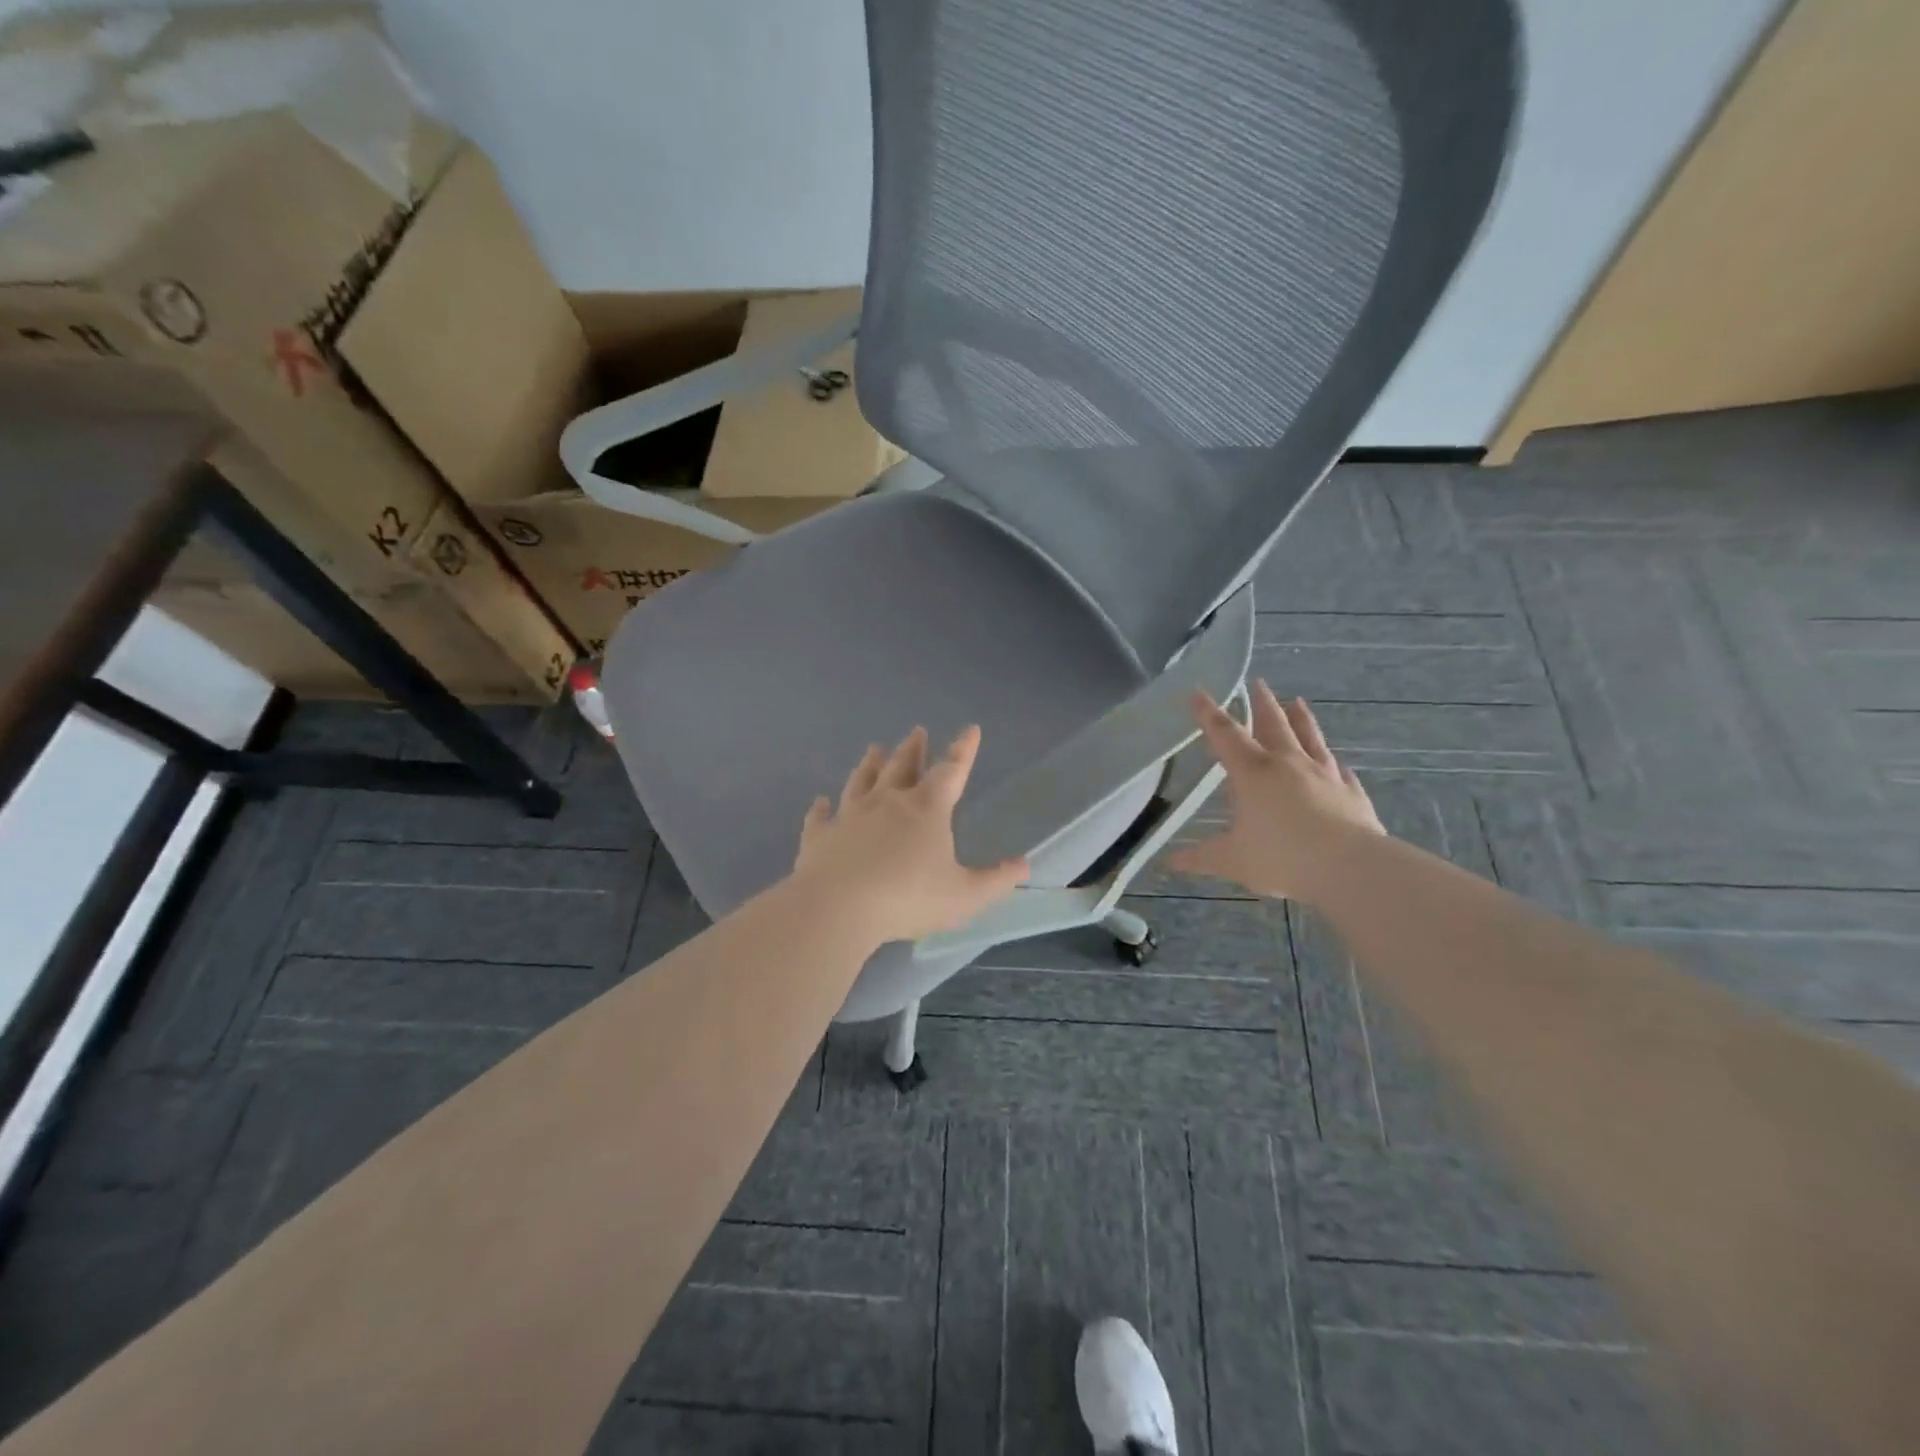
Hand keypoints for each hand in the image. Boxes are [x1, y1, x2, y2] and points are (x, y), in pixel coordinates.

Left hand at [793, 725, 1029, 943]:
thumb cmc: (908, 899)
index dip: (964, 750)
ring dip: (869, 764)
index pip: (951, 771)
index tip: (970, 729)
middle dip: (913, 748)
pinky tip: (820, 801)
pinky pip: (820, 816)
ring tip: (873, 748)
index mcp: (926, 809)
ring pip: (861, 781)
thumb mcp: (965, 895)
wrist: (838, 908)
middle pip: (902, 766)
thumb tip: (1024, 864)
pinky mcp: (819, 836)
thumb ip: (995, 880)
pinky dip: (821, 808)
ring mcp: (850, 816)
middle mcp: (888, 802)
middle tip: (917, 731)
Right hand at [1170, 683, 1384, 902]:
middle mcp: (1288, 763)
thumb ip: (1200, 858)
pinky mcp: (1351, 792)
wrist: (1350, 867)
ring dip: (1301, 718)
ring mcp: (1324, 774)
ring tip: (1297, 701)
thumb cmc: (1282, 857)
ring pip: (1310, 737)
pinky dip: (1334, 762)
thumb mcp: (1232, 860)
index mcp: (1253, 772)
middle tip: (1258, 682)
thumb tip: (1169, 863)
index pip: (1225, 734)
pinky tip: (1337, 762)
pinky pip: (1340, 770)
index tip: (1199, 692)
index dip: (1208, 713)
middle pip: (1273, 724)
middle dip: (1262, 703)